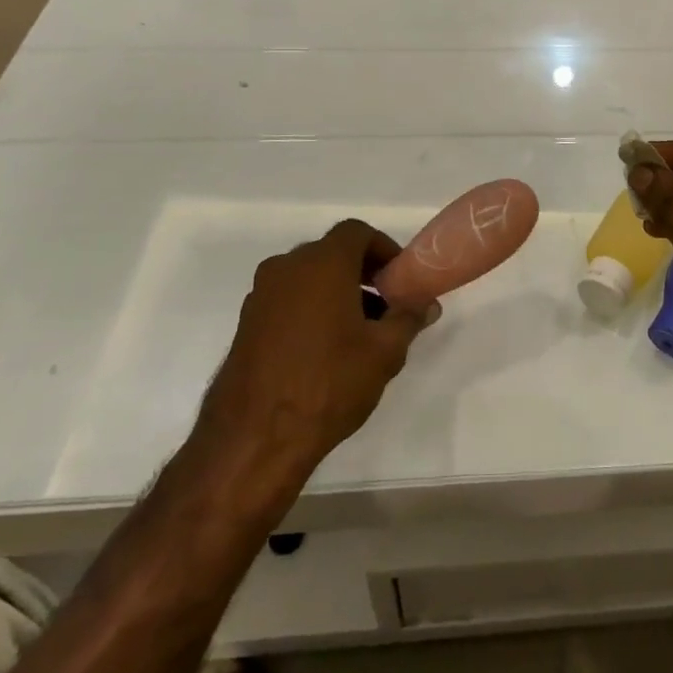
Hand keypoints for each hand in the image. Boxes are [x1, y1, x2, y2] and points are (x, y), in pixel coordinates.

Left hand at [196, 220, 435, 505]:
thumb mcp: (384, 352)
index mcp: (322, 263)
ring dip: (337, 293)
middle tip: (386, 307)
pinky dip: (311, 310)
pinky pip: (287, 301)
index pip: (357, 233)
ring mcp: (261, 296)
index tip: (400, 279)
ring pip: (308, 278)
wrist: (254, 439)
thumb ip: (408, 318)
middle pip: (332, 253)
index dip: (383, 249)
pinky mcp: (246, 324)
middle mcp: (287, 268)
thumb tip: (426, 304)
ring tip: (360, 334)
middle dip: (363, 274)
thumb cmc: (328, 383)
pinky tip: (326, 350)